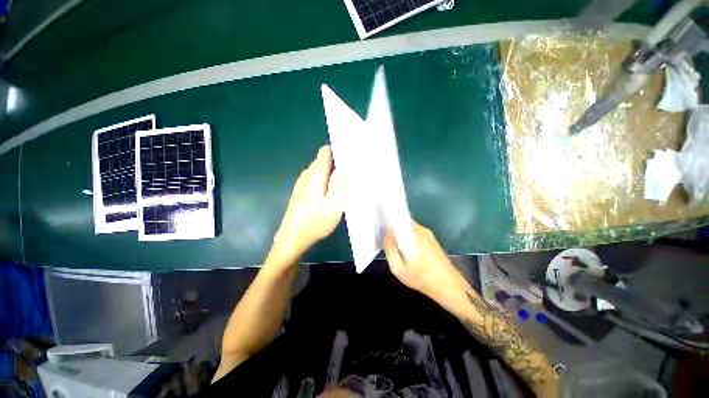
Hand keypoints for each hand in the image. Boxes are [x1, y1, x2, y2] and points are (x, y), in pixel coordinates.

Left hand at [273, 146, 342, 260]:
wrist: (292, 238)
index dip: (338, 150)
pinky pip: (317, 179)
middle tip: (354, 172)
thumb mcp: (333, 205)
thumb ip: (339, 183)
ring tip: (347, 181)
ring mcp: (302, 183)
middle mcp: (307, 174)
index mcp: (315, 174)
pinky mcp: (301, 191)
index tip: (352, 156)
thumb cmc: (315, 223)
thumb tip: (346, 165)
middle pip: (324, 160)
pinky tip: (333, 192)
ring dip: (333, 173)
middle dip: (338, 162)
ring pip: (321, 170)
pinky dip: (326, 180)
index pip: (325, 151)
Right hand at [383, 220, 466, 298]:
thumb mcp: (398, 268)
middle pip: (401, 220)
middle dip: (392, 225)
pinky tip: (405, 246)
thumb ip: (389, 249)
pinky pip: (414, 231)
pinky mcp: (430, 237)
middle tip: (383, 236)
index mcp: (411, 234)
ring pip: (407, 226)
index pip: (395, 218)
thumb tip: (385, 233)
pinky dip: (406, 235)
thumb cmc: (421, 278)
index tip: (378, 224)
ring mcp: (427, 232)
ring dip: (399, 231)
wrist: (449, 286)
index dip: (386, 219)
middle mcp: (419, 229)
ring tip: (392, 242)